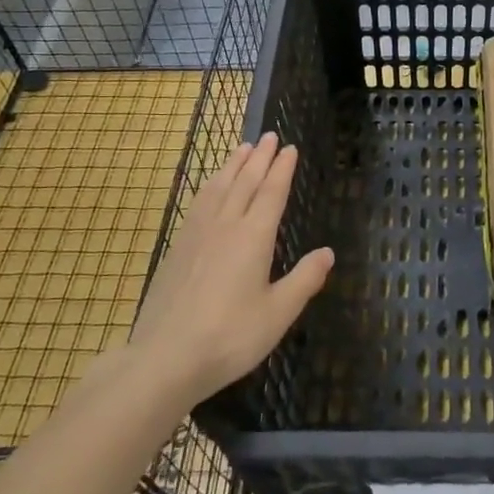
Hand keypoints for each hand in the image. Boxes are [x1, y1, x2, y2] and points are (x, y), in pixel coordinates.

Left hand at [125, 134, 333, 407]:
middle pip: (245, 182)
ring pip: (219, 187)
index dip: (282, 169)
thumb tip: (328, 252)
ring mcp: (197, 234)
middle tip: (269, 135)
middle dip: (260, 158)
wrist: (165, 358)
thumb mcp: (278, 314)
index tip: (289, 148)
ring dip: (233, 165)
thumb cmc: (229, 337)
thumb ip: (304, 280)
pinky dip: (210, 184)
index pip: (272, 193)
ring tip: (243, 147)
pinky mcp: (177, 247)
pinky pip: (199, 202)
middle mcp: (226, 225)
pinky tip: (211, 186)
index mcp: (254, 237)